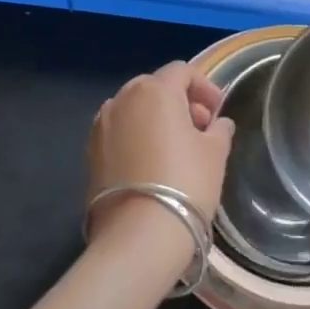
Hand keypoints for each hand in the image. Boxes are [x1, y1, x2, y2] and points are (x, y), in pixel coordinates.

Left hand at [86, 62, 233, 261]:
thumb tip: (217, 124)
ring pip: (134, 109)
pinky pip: (120, 132)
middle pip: (155, 87)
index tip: (218, 111)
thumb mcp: (215, 153)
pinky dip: (137, 137)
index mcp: (154, 90)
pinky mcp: (90, 153)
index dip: (205, 87)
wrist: (138, 236)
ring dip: (156, 119)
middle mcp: (122, 99)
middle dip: (179, 101)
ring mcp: (101, 126)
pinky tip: (152, 164)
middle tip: (200, 128)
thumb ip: (219, 130)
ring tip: (176, 148)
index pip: (182, 72)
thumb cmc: (185, 183)